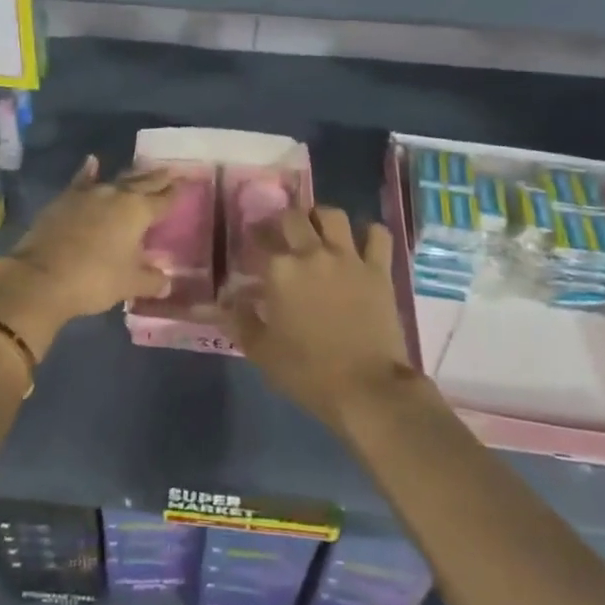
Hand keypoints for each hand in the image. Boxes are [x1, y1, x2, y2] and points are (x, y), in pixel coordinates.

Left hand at [0, 156, 175, 356]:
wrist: (41, 277)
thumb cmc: (94, 280)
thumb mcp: (129, 284)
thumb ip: (151, 279)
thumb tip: (166, 279)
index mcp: (137, 212)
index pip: (163, 199)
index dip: (176, 192)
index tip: (187, 181)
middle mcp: (116, 195)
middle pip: (143, 183)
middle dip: (158, 177)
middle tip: (171, 169)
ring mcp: (88, 194)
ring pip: (116, 179)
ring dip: (131, 175)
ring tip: (143, 168)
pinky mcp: (65, 200)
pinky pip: (82, 181)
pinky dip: (89, 171)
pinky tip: (92, 162)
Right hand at [223, 204, 413, 430]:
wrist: (366, 389)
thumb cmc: (307, 372)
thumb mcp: (261, 351)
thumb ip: (240, 320)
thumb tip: (225, 300)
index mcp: (280, 270)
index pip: (259, 239)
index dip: (253, 240)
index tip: (251, 248)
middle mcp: (312, 253)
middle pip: (293, 217)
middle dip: (283, 222)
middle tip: (282, 235)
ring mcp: (348, 258)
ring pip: (333, 215)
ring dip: (322, 218)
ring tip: (318, 231)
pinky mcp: (378, 270)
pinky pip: (378, 235)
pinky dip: (370, 234)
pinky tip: (362, 243)